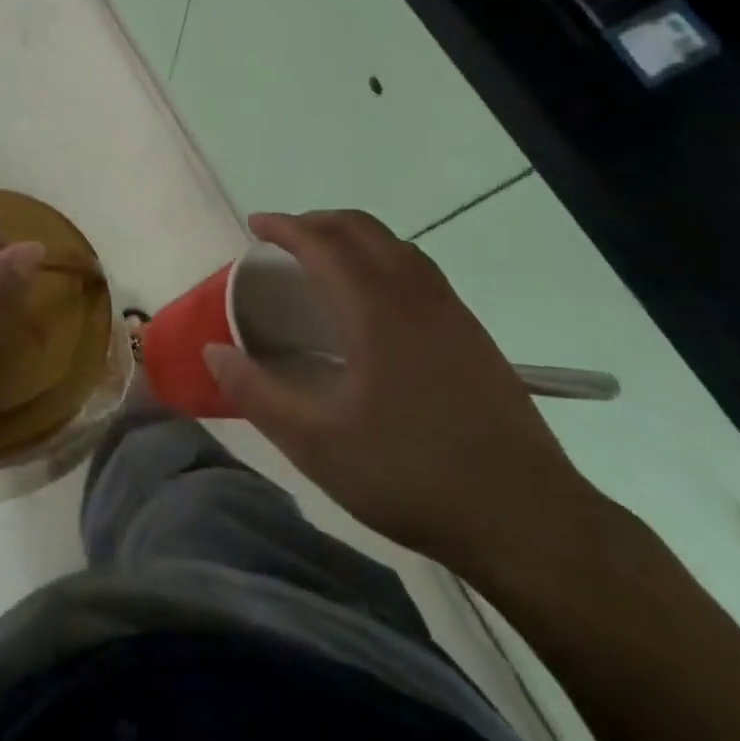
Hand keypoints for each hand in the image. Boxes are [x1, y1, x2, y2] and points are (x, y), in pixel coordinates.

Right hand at [204, 209, 602, 575]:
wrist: (526, 518)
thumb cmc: (411, 476)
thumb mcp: (316, 444)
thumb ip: (257, 393)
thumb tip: (213, 352)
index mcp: (374, 309)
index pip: (321, 243)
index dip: (284, 226)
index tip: (254, 225)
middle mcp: (414, 294)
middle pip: (361, 229)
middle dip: (317, 222)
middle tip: (282, 240)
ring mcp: (450, 311)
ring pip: (395, 245)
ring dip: (353, 237)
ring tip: (323, 261)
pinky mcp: (472, 333)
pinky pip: (418, 269)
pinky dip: (383, 258)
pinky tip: (374, 301)